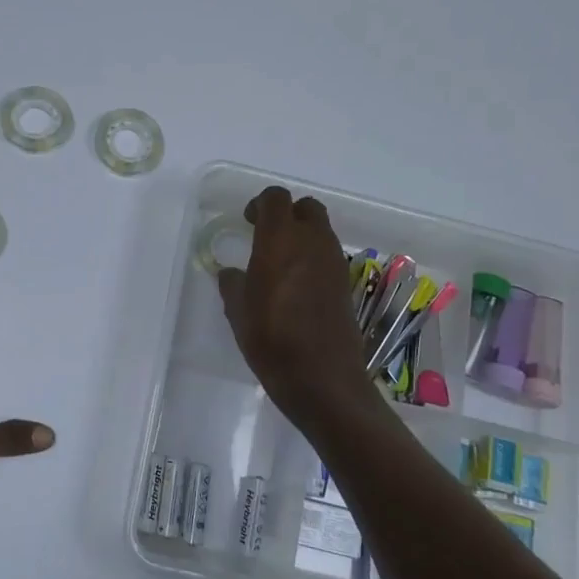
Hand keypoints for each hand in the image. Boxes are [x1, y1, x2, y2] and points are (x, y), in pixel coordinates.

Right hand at [217, 187, 373, 420]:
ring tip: (281, 263)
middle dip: (287, 214)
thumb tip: (232, 273)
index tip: (247, 221)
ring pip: (321, 230)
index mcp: (280, 241)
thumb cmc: (271, 341)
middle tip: (267, 235)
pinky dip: (314, 258)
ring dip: (302, 236)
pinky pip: (329, 255)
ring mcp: (334, 262)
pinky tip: (298, 286)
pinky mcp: (346, 284)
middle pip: (306, 207)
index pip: (276, 199)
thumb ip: (233, 285)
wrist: (323, 379)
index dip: (260, 204)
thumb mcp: (238, 313)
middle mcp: (312, 242)